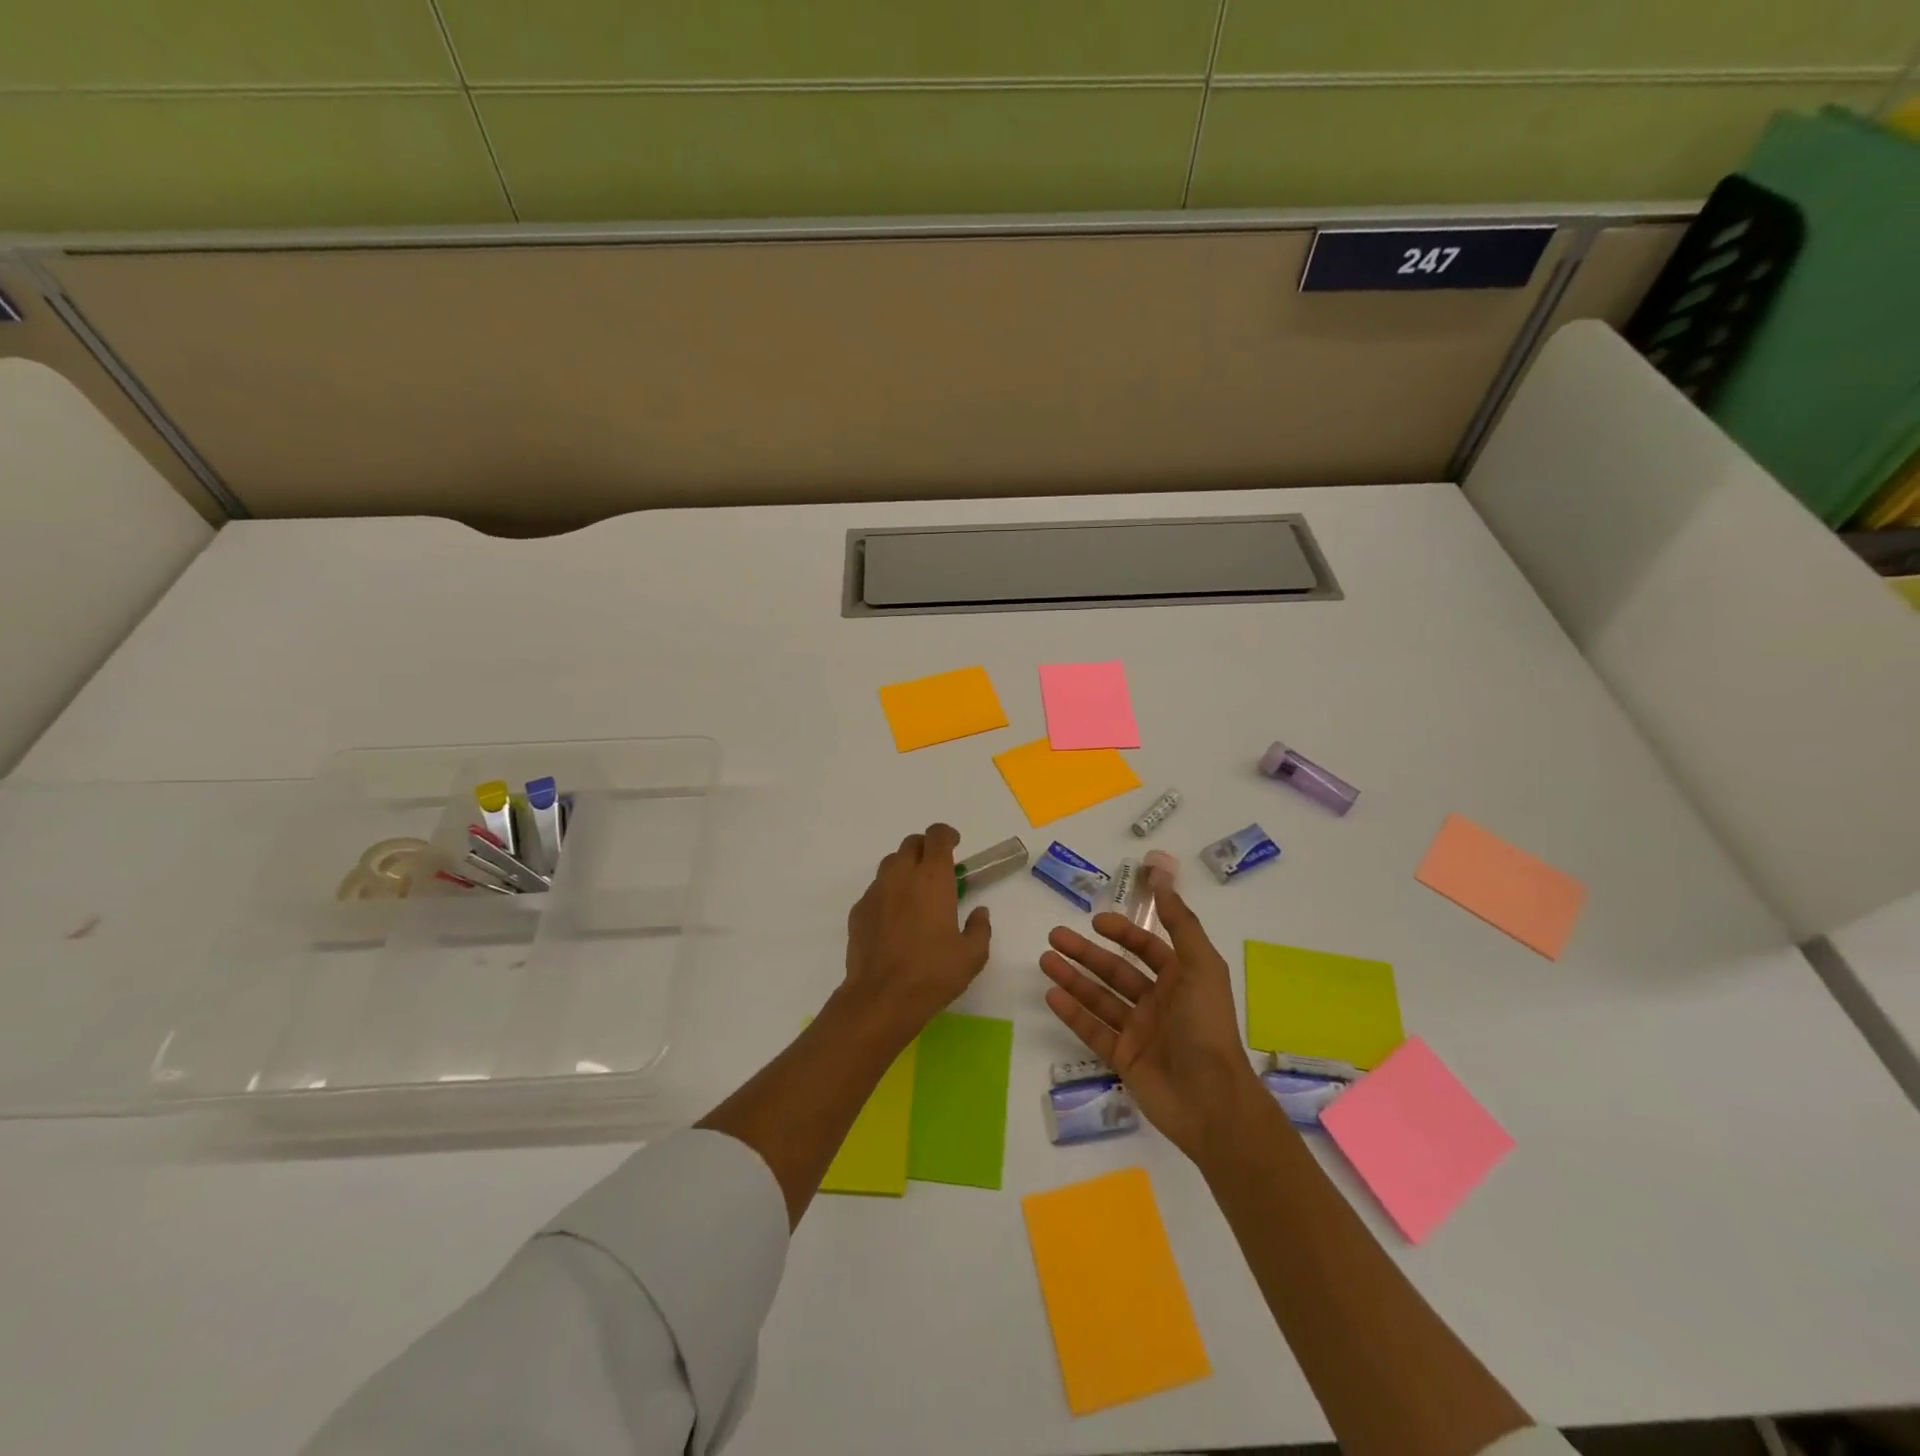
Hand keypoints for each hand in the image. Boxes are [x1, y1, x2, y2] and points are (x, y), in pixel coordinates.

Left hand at [840, 823, 991, 1040]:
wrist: (881, 998)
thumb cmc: (933, 973)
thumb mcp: (972, 955)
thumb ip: (980, 928)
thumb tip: (979, 913)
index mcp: (932, 877)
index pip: (937, 836)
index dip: (947, 835)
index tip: (956, 845)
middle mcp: (901, 875)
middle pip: (911, 844)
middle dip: (925, 849)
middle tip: (937, 870)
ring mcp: (876, 892)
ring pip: (890, 864)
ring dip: (905, 868)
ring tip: (916, 893)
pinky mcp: (859, 911)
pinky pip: (876, 890)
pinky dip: (888, 893)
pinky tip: (895, 919)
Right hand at [1040, 886, 1265, 1160]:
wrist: (1212, 1100)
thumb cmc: (1206, 1026)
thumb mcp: (1201, 965)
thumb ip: (1180, 922)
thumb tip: (1163, 876)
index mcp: (1181, 980)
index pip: (1147, 948)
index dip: (1123, 932)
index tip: (1095, 921)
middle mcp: (1158, 1002)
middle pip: (1116, 970)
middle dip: (1086, 952)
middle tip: (1054, 936)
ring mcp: (1139, 1032)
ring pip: (1100, 998)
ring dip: (1072, 977)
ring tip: (1044, 960)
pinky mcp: (1124, 1059)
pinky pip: (1093, 1030)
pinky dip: (1073, 1013)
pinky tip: (1051, 995)